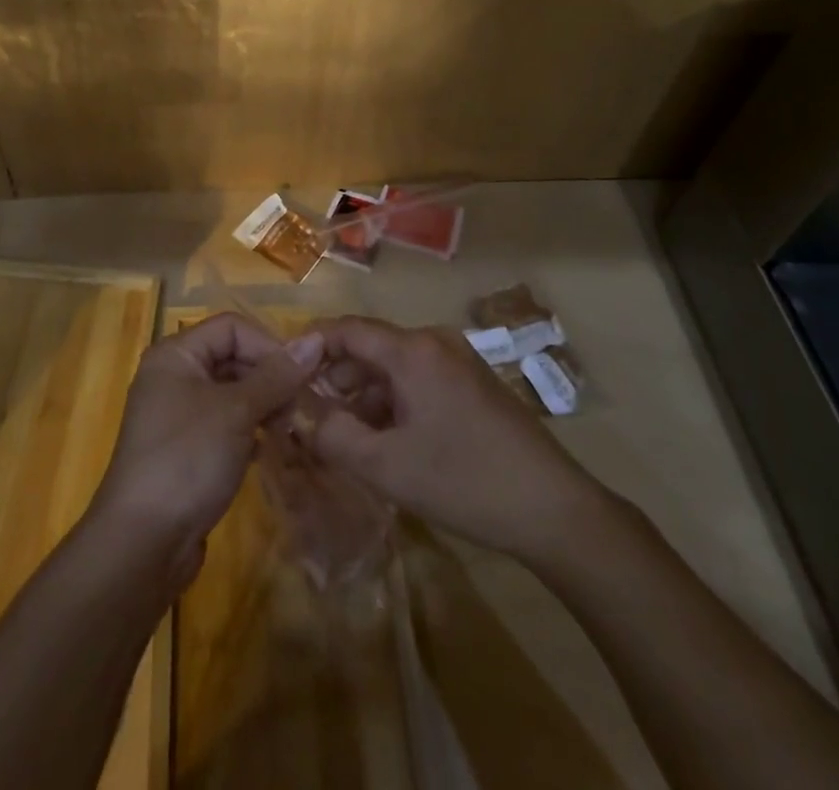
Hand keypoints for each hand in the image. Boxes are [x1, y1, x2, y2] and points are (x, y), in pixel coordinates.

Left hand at [90, 313, 322, 588]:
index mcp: (175, 355)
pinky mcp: (186, 450)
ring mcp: (177, 415)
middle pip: (231, 357)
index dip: (268, 345)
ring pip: (231, 393)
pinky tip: (271, 450)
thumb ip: (276, 375)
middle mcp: (173, 376)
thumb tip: (314, 339)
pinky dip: (249, 431)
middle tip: (301, 407)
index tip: (301, 376)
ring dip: (263, 406)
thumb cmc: (187, 459)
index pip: (231, 327)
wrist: (142, 543)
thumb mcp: (236, 412)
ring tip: (291, 428)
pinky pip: (225, 425)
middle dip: (268, 377)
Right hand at [310, 316, 607, 555]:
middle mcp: (435, 342)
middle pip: (371, 347)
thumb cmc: (464, 481)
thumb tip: (302, 416)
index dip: (311, 345)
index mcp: (413, 350)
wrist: (555, 510)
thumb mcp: (387, 467)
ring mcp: (459, 361)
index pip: (347, 329)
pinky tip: (387, 440)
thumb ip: (334, 436)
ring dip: (366, 395)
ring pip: (395, 366)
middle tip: (311, 414)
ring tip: (346, 435)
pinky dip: (395, 402)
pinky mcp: (474, 384)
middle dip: (337, 378)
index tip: (284, 372)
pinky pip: (419, 380)